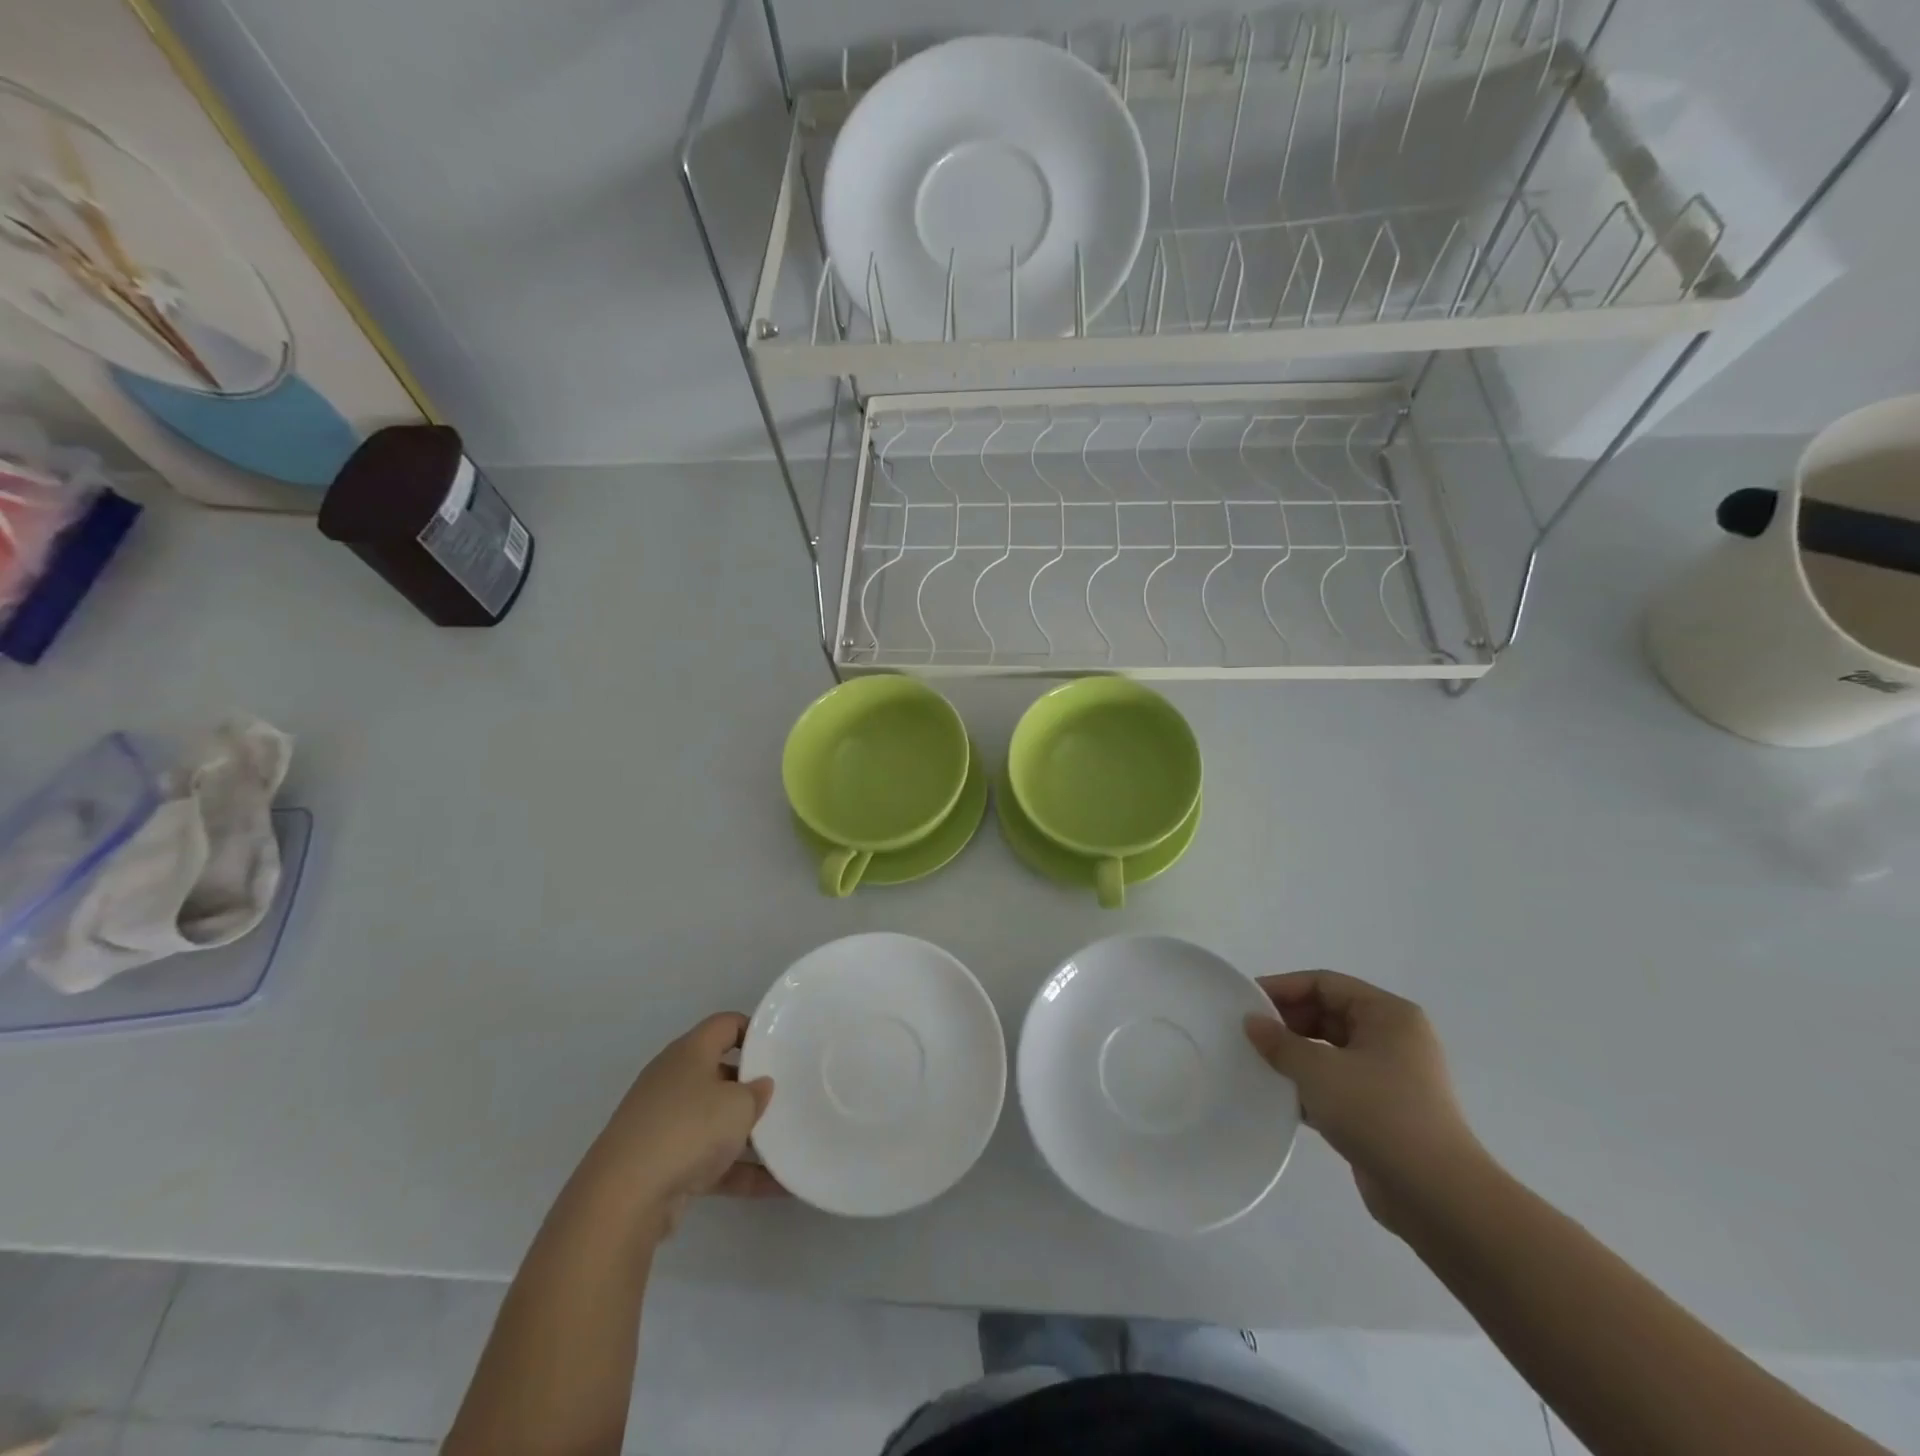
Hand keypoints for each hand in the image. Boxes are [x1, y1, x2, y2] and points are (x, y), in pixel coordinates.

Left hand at [585, 1013, 782, 1240]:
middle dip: (750, 1087)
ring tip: (786, 1142)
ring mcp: (663, 1124)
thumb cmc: (689, 1128)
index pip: (725, 1025)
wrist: (624, 1197)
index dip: (752, 1030)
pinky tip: (775, 1185)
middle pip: (719, 1073)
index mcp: (689, 1052)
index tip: (779, 1048)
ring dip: (746, 1134)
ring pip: (713, 1120)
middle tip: (784, 1095)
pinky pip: (708, 1159)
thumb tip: (759, 1086)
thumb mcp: (739, 1104)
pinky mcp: (661, 1163)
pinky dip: (737, 1171)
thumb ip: (757, 1093)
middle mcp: (673, 1080)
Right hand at [1244, 971, 1487, 1230]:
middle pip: (1328, 1014)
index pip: (1325, 984)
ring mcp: (1391, 1076)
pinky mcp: (1383, 1111)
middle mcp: (1393, 1038)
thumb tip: (1252, 1023)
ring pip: (1331, 1051)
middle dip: (1287, 1022)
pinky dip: (1309, 1085)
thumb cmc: (1378, 1113)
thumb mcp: (1318, 1070)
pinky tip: (1278, 1096)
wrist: (1437, 1197)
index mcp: (1388, 1015)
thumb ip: (1279, 1042)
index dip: (1283, 988)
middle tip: (1247, 1034)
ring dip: (1295, 1055)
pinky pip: (1337, 1083)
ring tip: (1256, 1063)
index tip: (1245, 1002)